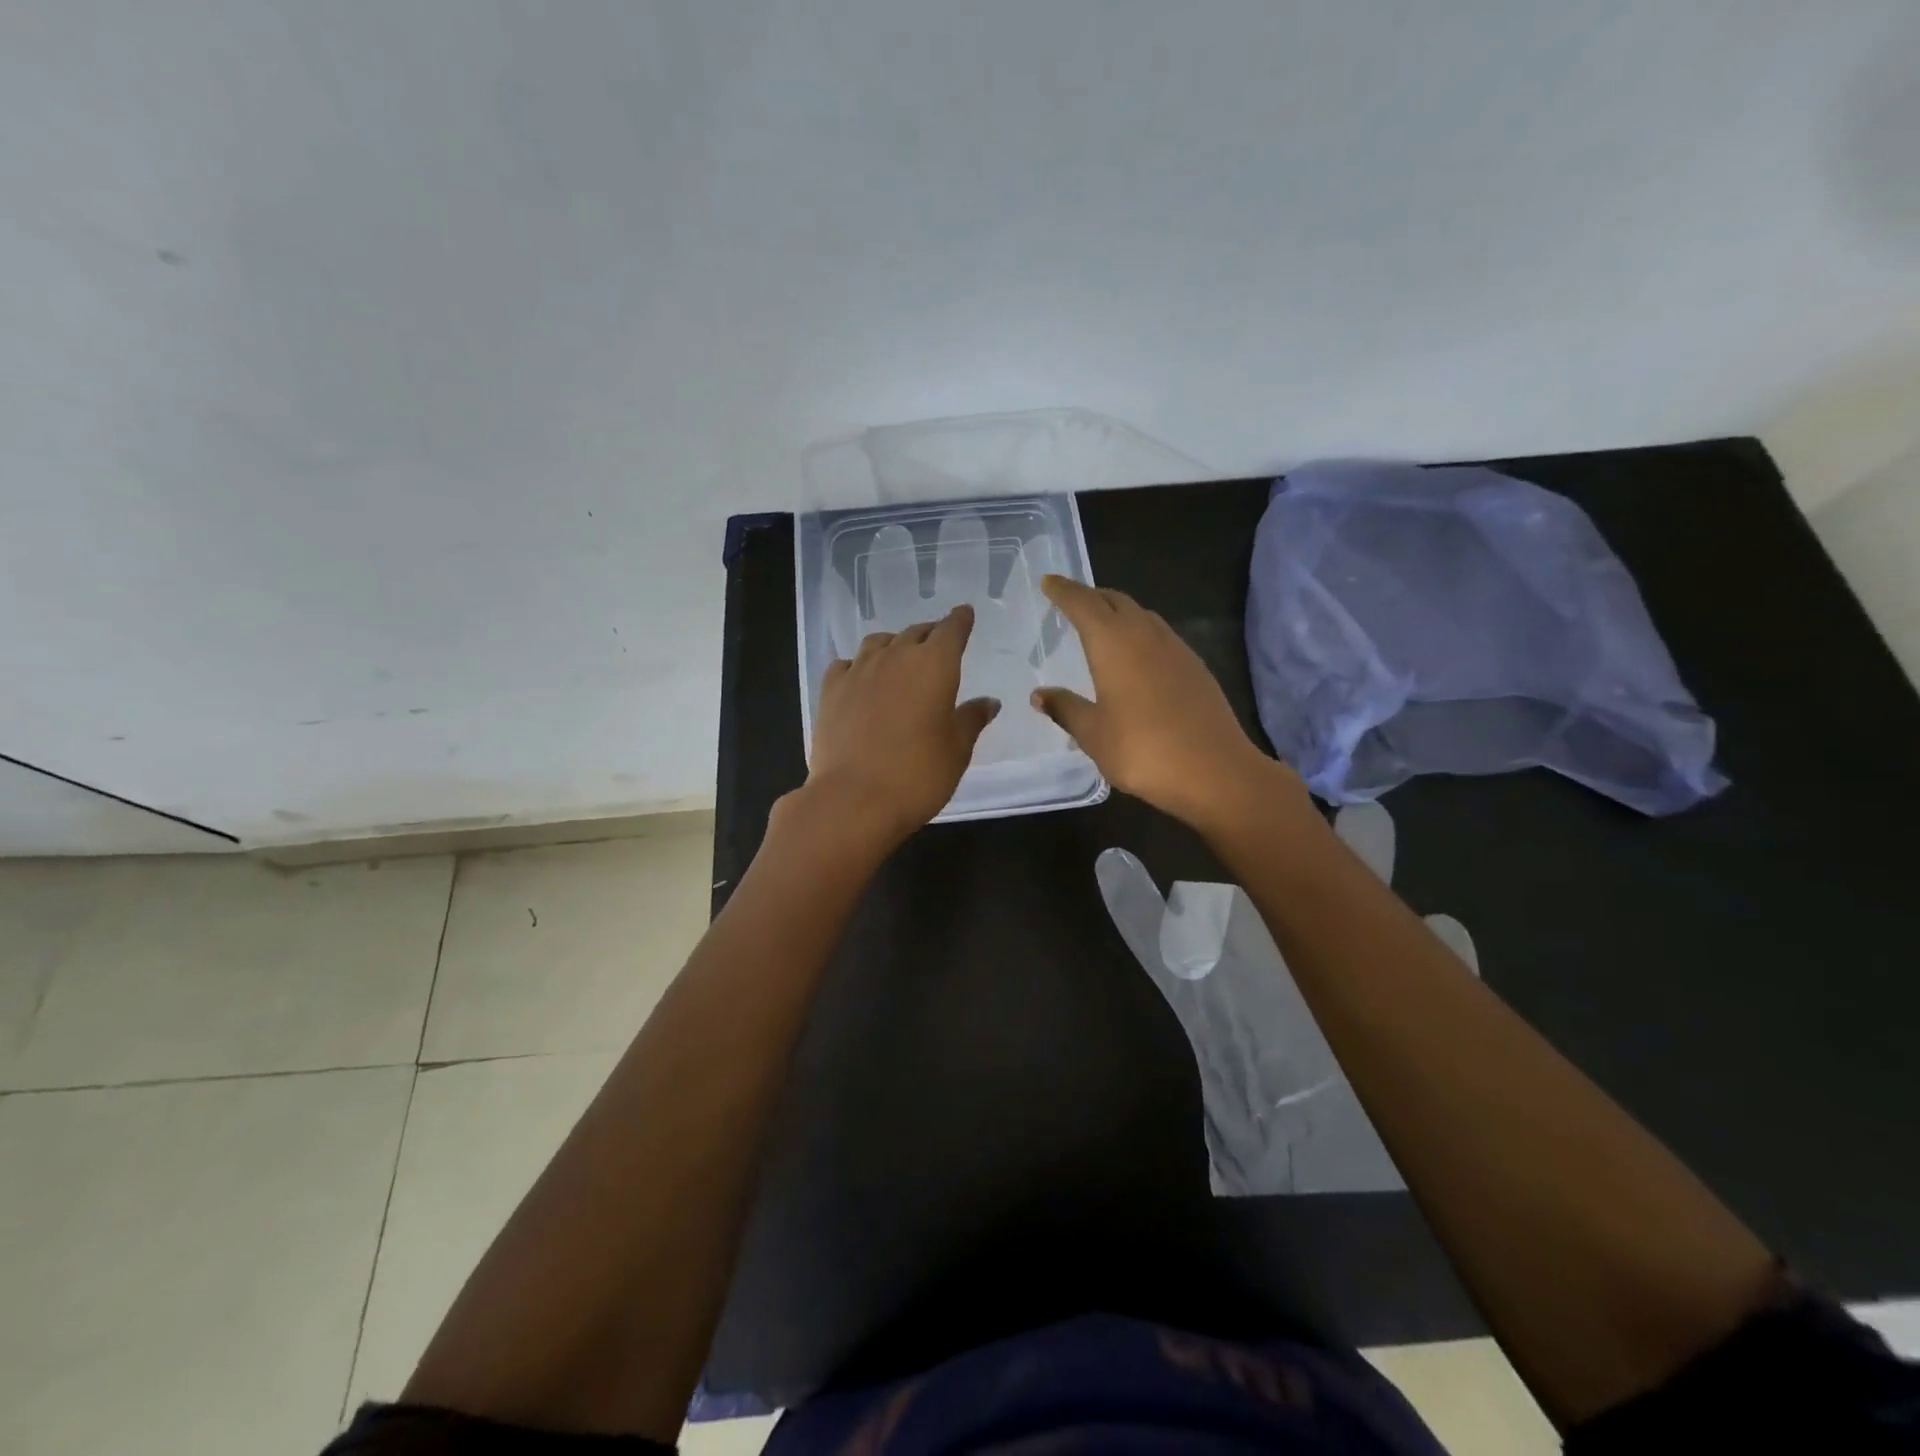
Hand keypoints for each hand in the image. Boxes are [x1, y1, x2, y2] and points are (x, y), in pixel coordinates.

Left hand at [804, 605, 998, 844]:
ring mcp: (859, 671)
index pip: (951, 630)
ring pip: (879, 642)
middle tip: (938, 642)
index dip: (960, 621)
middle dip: (930, 634)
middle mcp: (895, 657)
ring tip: (899, 656)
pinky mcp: (830, 690)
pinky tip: (861, 678)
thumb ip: (971, 720)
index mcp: (934, 665)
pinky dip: (859, 665)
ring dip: (894, 644)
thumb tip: (988, 702)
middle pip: (916, 633)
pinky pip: (847, 664)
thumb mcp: (957, 750)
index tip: (965, 614)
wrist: (853, 798)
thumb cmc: (918, 775)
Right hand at [1033, 575, 1302, 831]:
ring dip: (1118, 611)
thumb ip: (1066, 709)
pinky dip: (1140, 631)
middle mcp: (1145, 635)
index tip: (1049, 581)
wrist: (1215, 771)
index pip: (1083, 604)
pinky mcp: (1195, 667)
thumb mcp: (1094, 734)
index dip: (1064, 591)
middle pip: (1115, 601)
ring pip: (1141, 615)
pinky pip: (1160, 634)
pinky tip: (1137, 655)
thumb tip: (1040, 694)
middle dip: (1091, 596)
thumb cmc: (1143, 751)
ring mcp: (1175, 649)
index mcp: (1113, 644)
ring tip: (1101, 624)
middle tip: (1071, 601)